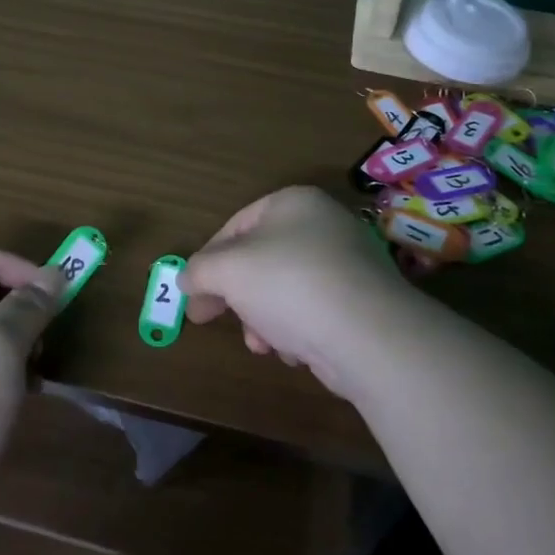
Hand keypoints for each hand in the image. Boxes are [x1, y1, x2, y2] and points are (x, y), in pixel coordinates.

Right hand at [181, 186, 414, 397]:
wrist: (368, 334)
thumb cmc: (287, 284)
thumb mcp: (226, 270)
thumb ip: (198, 271)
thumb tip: (186, 282)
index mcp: (293, 203)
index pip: (235, 225)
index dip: (208, 260)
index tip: (192, 294)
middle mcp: (324, 225)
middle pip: (260, 260)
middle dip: (236, 295)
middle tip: (215, 320)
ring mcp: (348, 263)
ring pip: (285, 289)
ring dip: (263, 318)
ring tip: (262, 344)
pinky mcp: (363, 302)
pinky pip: (315, 311)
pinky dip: (297, 330)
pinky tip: (294, 352)